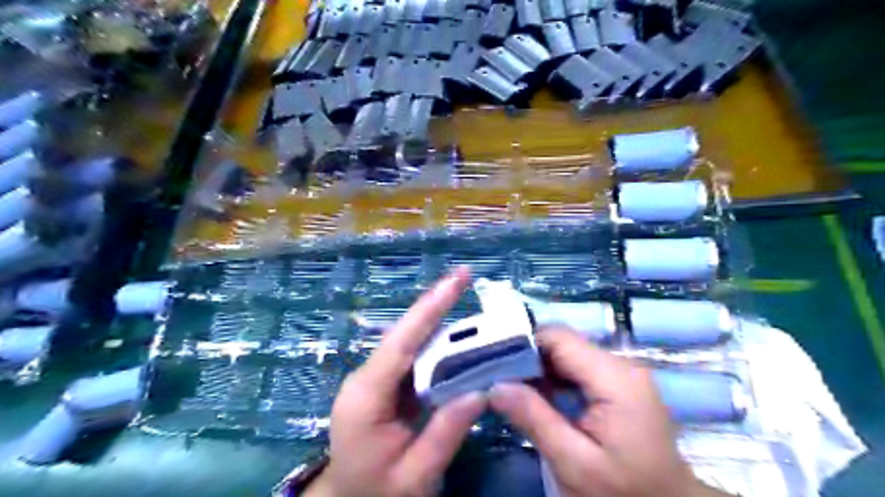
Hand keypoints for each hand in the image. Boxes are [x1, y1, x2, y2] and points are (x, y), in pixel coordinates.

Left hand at [304, 267, 482, 496]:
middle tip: (464, 278)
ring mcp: (372, 379)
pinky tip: (456, 336)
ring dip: (437, 320)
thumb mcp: (415, 475)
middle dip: (435, 305)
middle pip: (404, 334)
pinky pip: (411, 358)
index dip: (430, 308)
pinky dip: (435, 343)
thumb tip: (481, 391)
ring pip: (408, 342)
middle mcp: (365, 378)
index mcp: (367, 397)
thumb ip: (446, 433)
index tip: (455, 280)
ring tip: (464, 297)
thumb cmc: (376, 493)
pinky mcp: (382, 385)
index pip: (402, 342)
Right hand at [486, 329, 729, 494]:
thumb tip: (495, 386)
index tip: (494, 363)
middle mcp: (620, 365)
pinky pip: (577, 369)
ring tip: (510, 388)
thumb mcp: (575, 464)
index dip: (523, 344)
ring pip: (567, 354)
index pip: (559, 337)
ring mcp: (621, 373)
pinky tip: (536, 397)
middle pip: (562, 343)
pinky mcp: (617, 384)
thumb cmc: (625, 493)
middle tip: (497, 380)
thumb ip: (535, 419)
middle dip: (527, 358)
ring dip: (538, 369)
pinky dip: (553, 379)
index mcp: (615, 378)